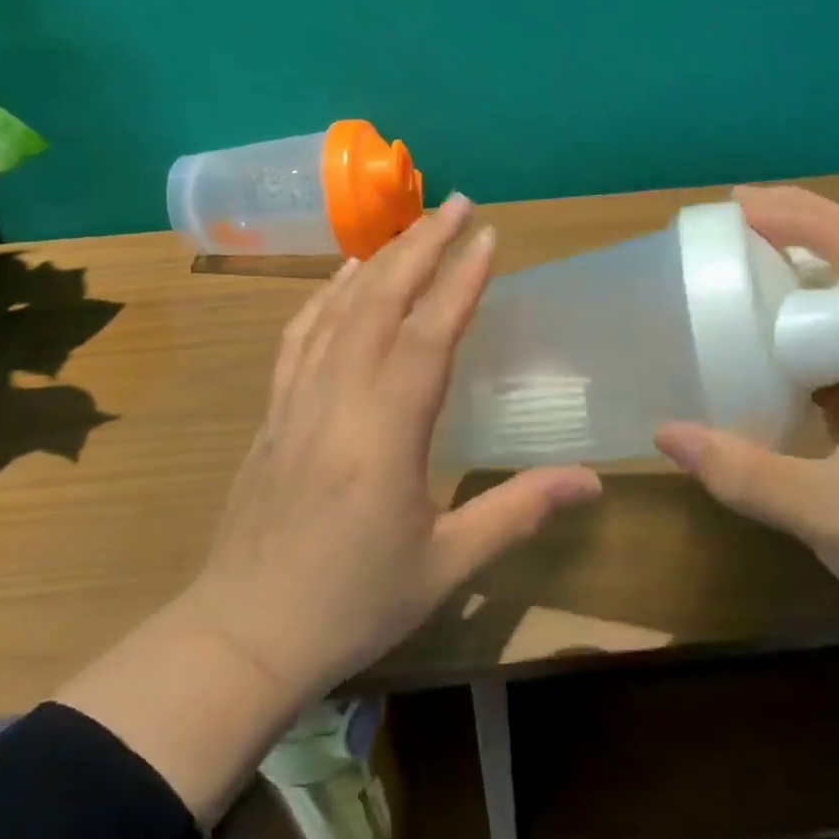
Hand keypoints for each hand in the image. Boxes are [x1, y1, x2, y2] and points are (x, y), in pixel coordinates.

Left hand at [179, 192, 602, 700]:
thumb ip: (518, 511)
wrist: (245, 634)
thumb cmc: (352, 603)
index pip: (430, 334)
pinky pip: (299, 338)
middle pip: (381, 303)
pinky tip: (342, 281)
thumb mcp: (447, 564)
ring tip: (409, 228)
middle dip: (421, 247)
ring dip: (377, 262)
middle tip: (455, 204)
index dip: (460, 280)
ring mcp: (297, 401)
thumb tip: (593, 482)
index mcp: (387, 432)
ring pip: (338, 311)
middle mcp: (339, 399)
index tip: (487, 235)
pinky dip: (324, 298)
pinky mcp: (272, 414)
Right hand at [654, 185, 838, 718]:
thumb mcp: (827, 512)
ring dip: (801, 281)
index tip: (746, 208)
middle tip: (731, 230)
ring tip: (740, 277)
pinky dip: (800, 337)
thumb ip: (744, 473)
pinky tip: (762, 355)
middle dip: (801, 233)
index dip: (812, 219)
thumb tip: (666, 433)